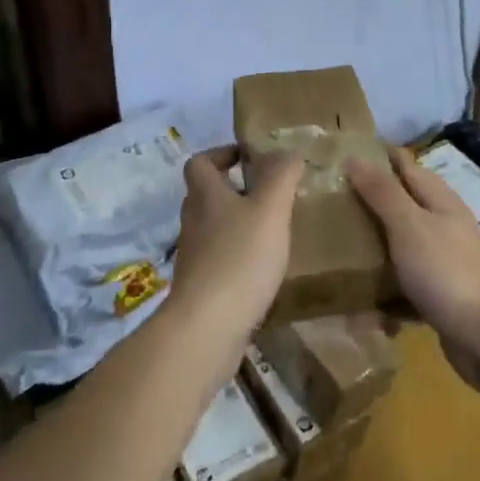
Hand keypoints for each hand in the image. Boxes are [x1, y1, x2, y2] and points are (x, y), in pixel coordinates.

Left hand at [167, 146, 303, 344]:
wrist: (206, 328)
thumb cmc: (239, 258)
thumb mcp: (269, 209)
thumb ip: (281, 176)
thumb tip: (286, 151)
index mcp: (205, 195)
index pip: (200, 162)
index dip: (221, 154)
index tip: (249, 158)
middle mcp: (193, 221)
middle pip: (206, 195)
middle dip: (235, 189)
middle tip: (270, 194)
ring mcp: (194, 256)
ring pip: (214, 228)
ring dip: (238, 224)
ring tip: (272, 230)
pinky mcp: (201, 287)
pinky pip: (219, 260)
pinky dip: (238, 257)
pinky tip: (264, 269)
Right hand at [347, 148, 479, 394]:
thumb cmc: (448, 272)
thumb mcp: (409, 225)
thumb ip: (383, 192)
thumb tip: (354, 157)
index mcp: (440, 202)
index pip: (406, 167)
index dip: (378, 158)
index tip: (343, 155)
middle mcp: (444, 228)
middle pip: (403, 208)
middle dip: (370, 206)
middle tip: (327, 206)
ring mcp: (444, 265)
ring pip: (402, 250)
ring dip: (374, 253)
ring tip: (335, 255)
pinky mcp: (441, 299)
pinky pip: (405, 291)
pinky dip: (386, 297)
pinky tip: (360, 310)